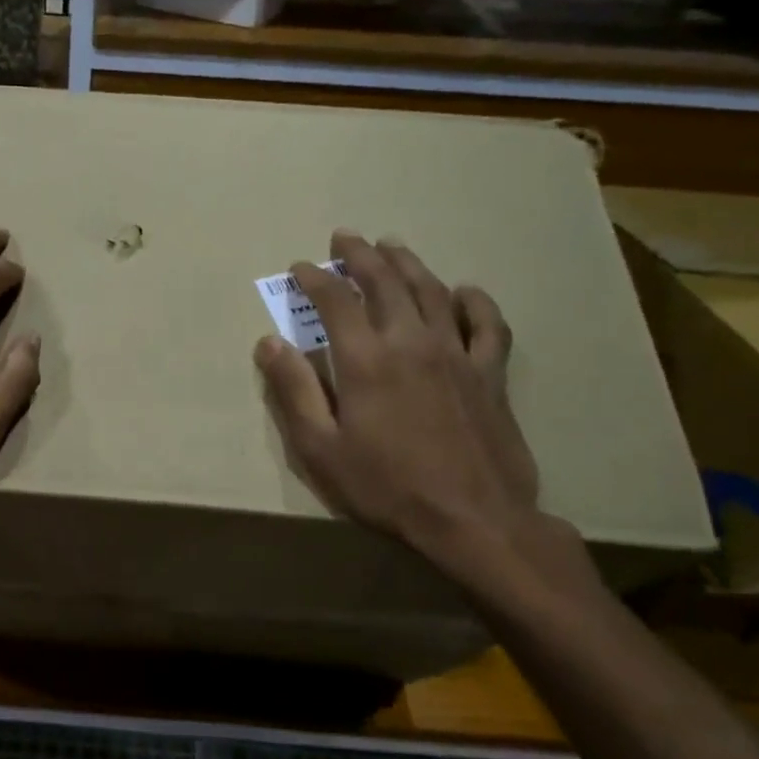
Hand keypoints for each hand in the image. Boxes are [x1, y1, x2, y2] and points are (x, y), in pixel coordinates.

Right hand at [255, 231, 594, 600]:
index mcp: (365, 359)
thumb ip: (294, 391)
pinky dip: (475, 302)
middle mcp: (410, 342)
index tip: (299, 268)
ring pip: (431, 291)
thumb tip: (269, 343)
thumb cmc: (386, 486)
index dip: (314, 278)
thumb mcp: (320, 448)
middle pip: (385, 282)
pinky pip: (487, 325)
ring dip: (408, 263)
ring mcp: (456, 354)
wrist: (473, 520)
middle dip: (360, 255)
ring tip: (392, 246)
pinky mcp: (490, 374)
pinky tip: (465, 292)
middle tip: (345, 238)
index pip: (335, 300)